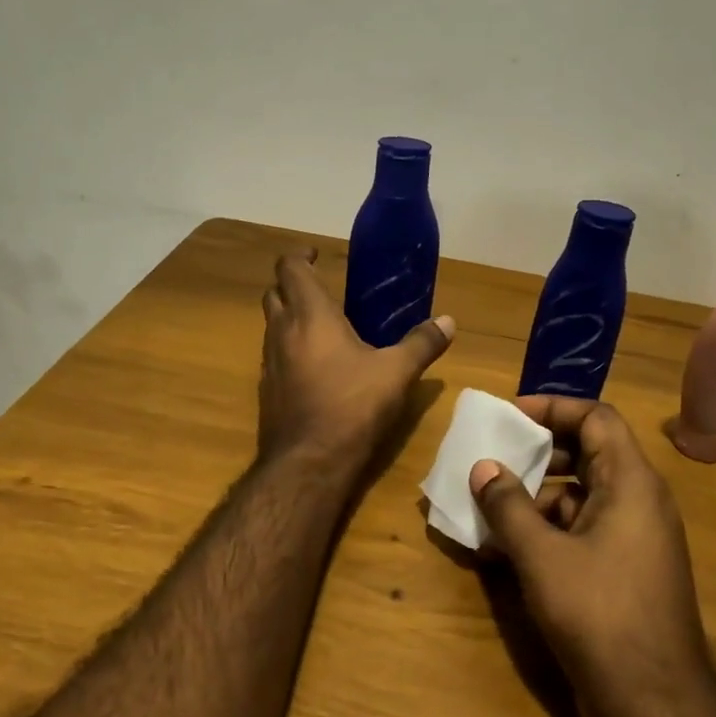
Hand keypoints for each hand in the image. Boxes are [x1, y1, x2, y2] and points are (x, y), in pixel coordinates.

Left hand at [258, 249, 453, 468]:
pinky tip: (314, 368)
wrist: (308, 462)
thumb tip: (448, 321)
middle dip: (292, 285)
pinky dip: (289, 350)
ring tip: (321, 327)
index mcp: (310, 315)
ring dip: (289, 317)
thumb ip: (421, 343)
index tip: (316, 254)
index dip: (299, 256)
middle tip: (320, 288)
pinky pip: (274, 357)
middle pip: (274, 294)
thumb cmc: (352, 406)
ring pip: (271, 326)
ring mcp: (269, 363)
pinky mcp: (267, 390)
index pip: (290, 268)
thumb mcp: (396, 373)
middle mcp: (282, 332)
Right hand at [469, 397, 715, 716]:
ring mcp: (632, 540)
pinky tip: (501, 553)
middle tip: (492, 459)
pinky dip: (543, 533)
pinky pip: (580, 533)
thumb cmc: (599, 614)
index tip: (509, 415)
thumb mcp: (542, 555)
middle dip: (537, 454)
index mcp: (631, 483)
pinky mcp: (621, 573)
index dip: (553, 407)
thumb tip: (483, 467)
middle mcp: (638, 503)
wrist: (654, 703)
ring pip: (579, 497)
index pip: (597, 418)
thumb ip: (508, 506)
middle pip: (587, 454)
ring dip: (533, 498)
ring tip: (486, 509)